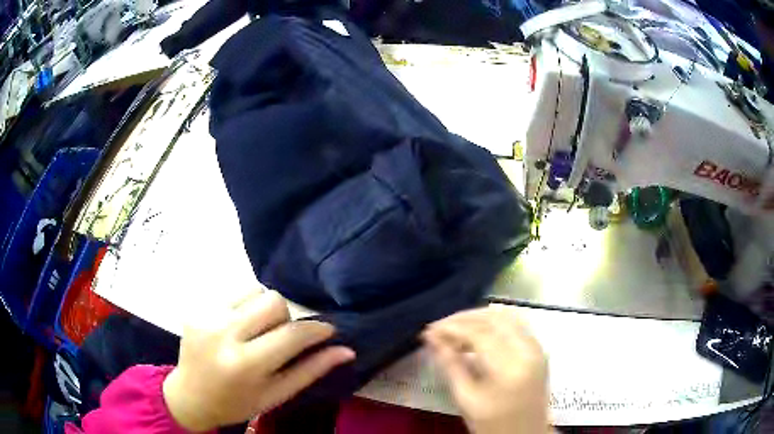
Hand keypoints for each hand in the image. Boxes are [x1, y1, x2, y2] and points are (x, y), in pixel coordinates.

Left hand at [163, 290, 354, 431]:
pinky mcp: (196, 308)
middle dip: (286, 318)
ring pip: (254, 291)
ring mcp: (206, 316)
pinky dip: (245, 307)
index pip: (291, 334)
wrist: (190, 396)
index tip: (328, 330)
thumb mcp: (276, 394)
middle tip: (279, 338)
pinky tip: (237, 328)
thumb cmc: (237, 403)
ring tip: (256, 332)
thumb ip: (310, 370)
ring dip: (264, 309)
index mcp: (245, 364)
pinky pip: (234, 293)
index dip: (316, 329)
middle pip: (273, 301)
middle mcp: (223, 333)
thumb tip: (346, 350)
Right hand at [422, 307, 549, 433]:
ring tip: (454, 330)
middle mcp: (528, 350)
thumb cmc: (493, 424)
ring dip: (478, 318)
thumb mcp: (466, 399)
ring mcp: (536, 348)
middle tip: (439, 327)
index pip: (479, 334)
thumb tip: (433, 339)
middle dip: (463, 318)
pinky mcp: (538, 349)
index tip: (429, 331)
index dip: (452, 328)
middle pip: (494, 318)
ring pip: (506, 316)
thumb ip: (450, 366)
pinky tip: (476, 334)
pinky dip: (493, 323)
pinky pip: (515, 324)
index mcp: (510, 368)